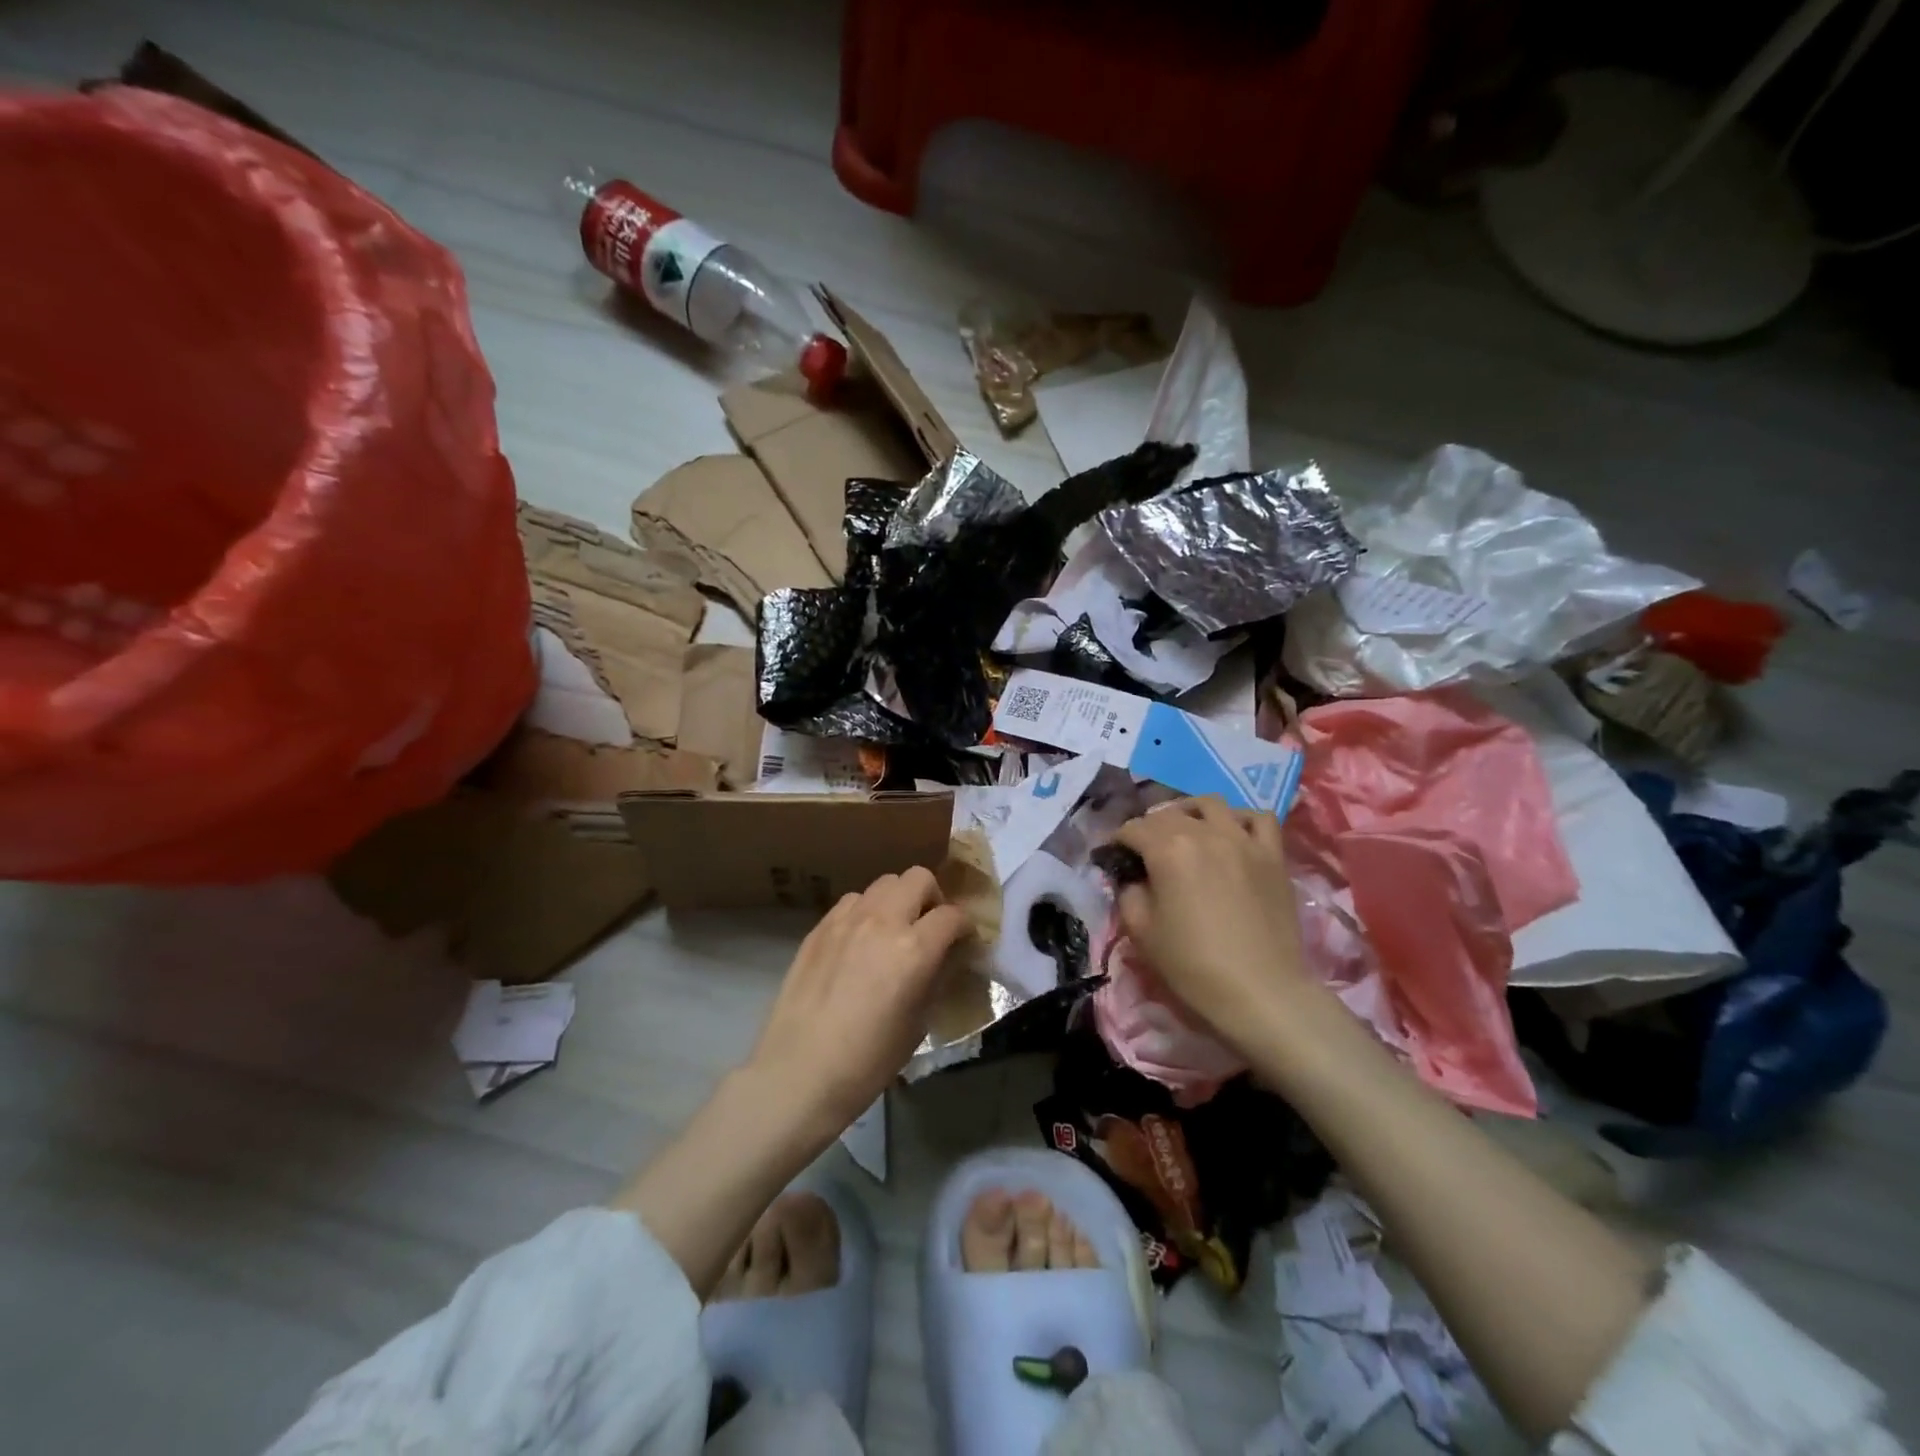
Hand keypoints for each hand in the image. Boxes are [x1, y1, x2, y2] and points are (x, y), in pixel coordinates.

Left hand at [746, 867, 971, 1134]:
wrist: (800, 1072)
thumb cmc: (868, 1060)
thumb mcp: (919, 1023)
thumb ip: (936, 978)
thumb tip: (946, 958)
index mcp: (915, 949)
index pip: (952, 915)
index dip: (965, 926)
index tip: (963, 941)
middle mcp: (883, 921)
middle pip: (918, 878)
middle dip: (932, 898)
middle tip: (929, 927)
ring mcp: (847, 920)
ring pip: (883, 883)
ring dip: (897, 900)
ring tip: (893, 931)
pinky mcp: (819, 927)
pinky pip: (852, 901)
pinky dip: (866, 910)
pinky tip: (860, 940)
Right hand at [1111, 797, 1318, 1051]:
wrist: (1260, 992)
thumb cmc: (1193, 965)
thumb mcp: (1142, 932)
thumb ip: (1129, 893)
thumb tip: (1133, 878)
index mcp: (1168, 849)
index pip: (1133, 829)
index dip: (1117, 841)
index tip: (1112, 858)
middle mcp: (1205, 833)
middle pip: (1168, 814)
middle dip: (1149, 827)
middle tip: (1144, 851)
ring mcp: (1243, 840)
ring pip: (1211, 804)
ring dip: (1190, 813)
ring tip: (1186, 832)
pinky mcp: (1273, 855)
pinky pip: (1258, 818)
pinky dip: (1239, 819)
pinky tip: (1232, 835)